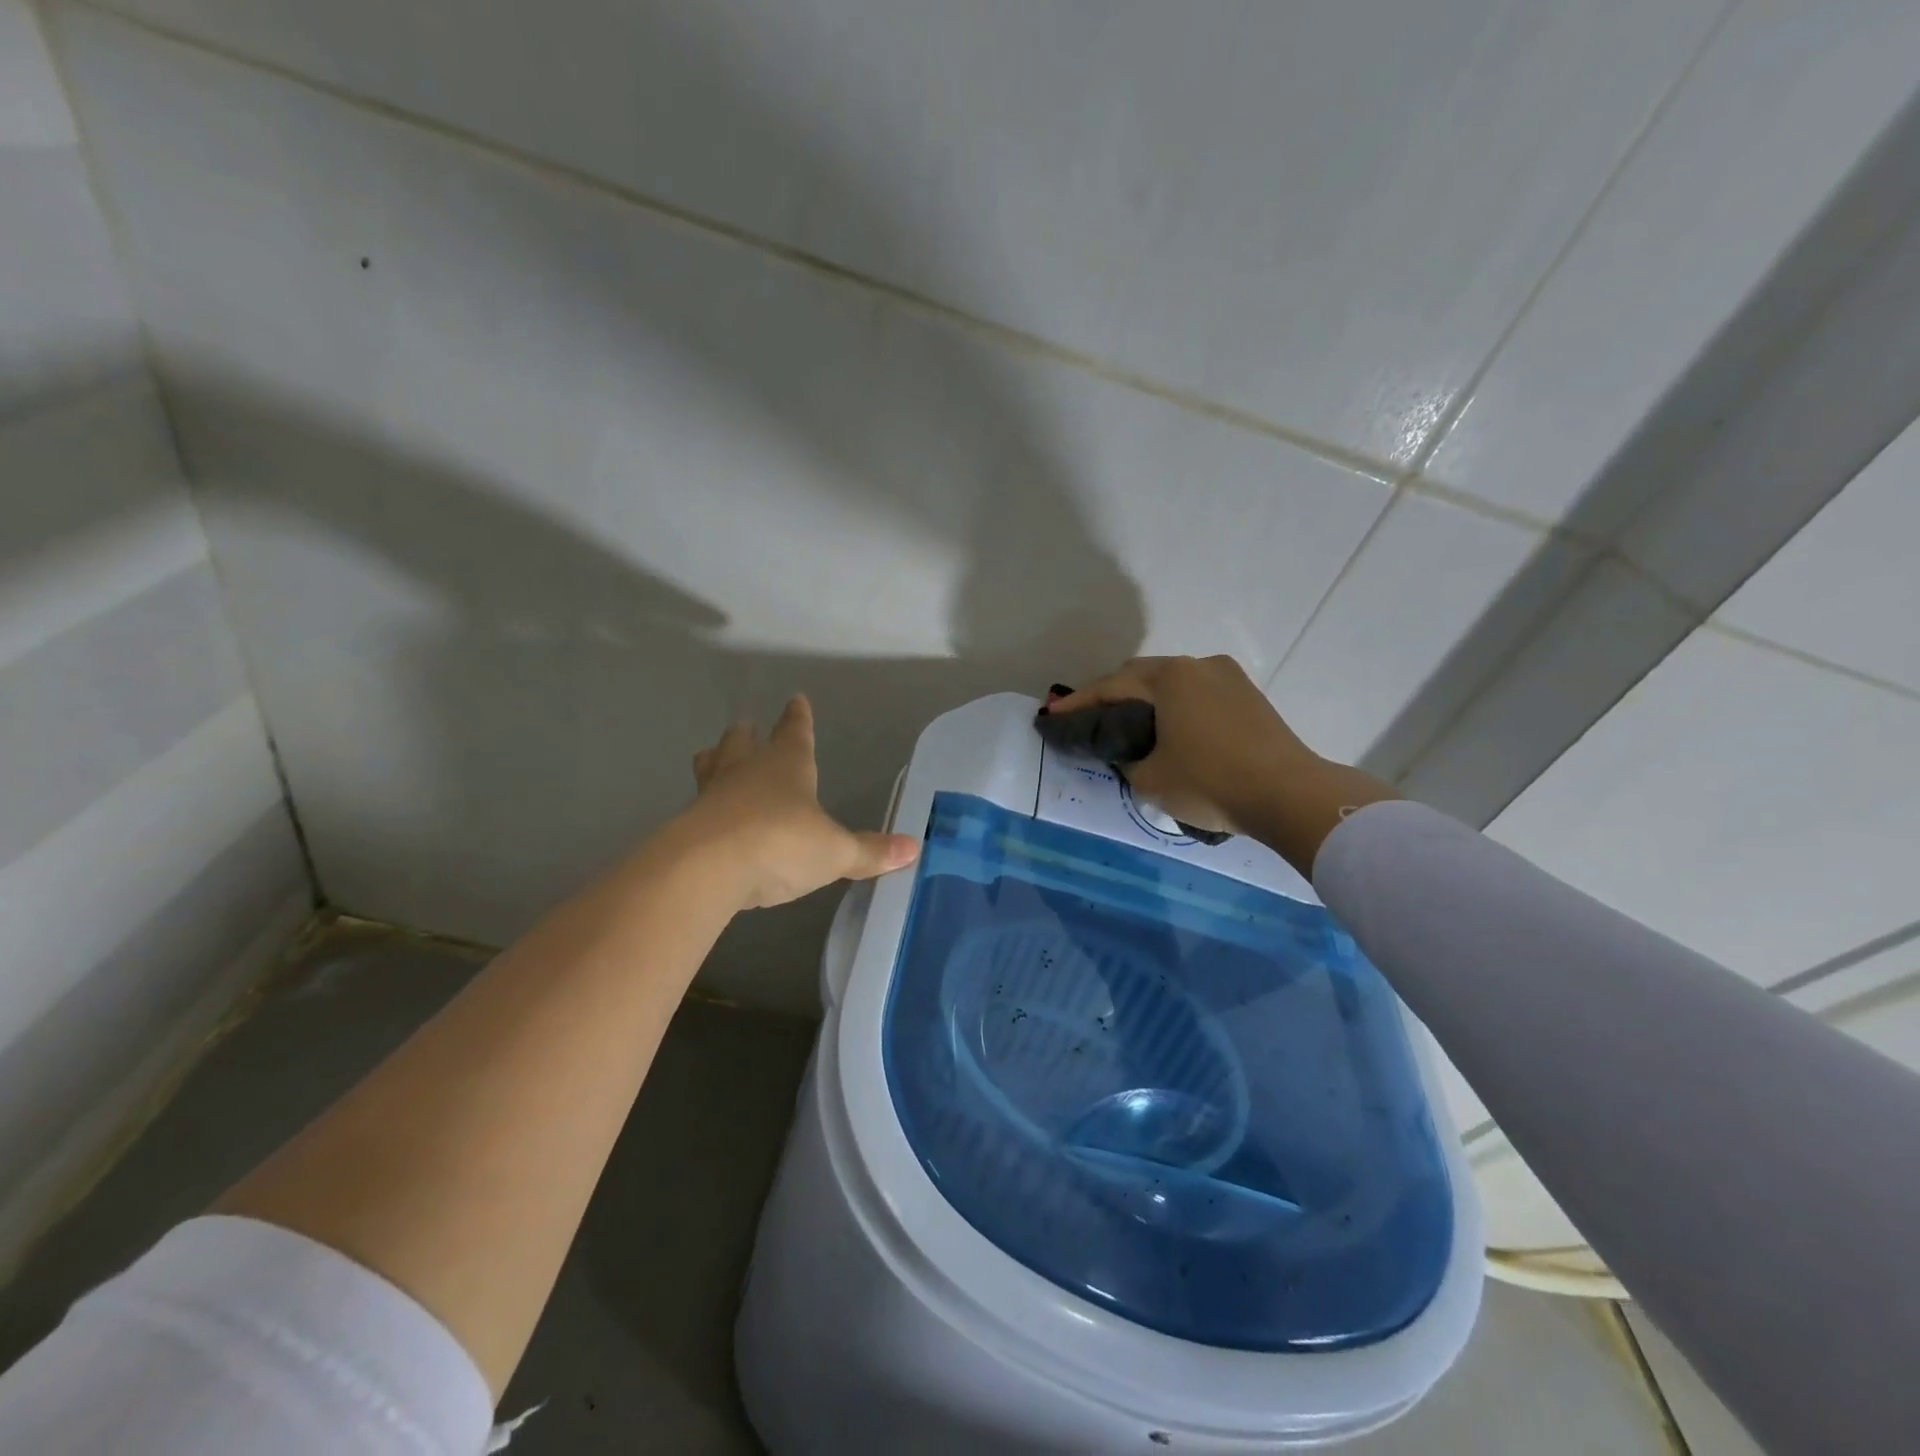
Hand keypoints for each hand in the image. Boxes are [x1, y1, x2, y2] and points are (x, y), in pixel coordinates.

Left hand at [676, 695, 919, 909]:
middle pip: (742, 742)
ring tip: (711, 758)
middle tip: (745, 726)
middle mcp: (746, 771)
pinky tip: (707, 819)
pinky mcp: (686, 826)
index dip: (798, 718)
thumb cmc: (781, 843)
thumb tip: (912, 848)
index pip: (795, 732)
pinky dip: (704, 807)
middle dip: (747, 735)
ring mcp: (711, 795)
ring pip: (710, 767)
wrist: (707, 869)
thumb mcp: (835, 852)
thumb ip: (869, 852)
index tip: (796, 700)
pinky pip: (697, 807)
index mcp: (786, 765)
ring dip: (715, 761)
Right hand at [1047, 655, 1315, 834]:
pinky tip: (1171, 729)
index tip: (1053, 715)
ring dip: (1147, 700)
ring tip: (1130, 725)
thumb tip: (1128, 752)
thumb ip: (1126, 760)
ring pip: (1174, 683)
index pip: (1110, 687)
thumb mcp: (1150, 779)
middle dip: (1113, 695)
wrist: (1290, 794)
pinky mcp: (1250, 696)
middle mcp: (1198, 665)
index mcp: (1169, 677)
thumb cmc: (1210, 782)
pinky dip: (1176, 706)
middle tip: (1091, 719)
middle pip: (1141, 676)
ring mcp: (1228, 677)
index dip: (1078, 704)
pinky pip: (1199, 694)